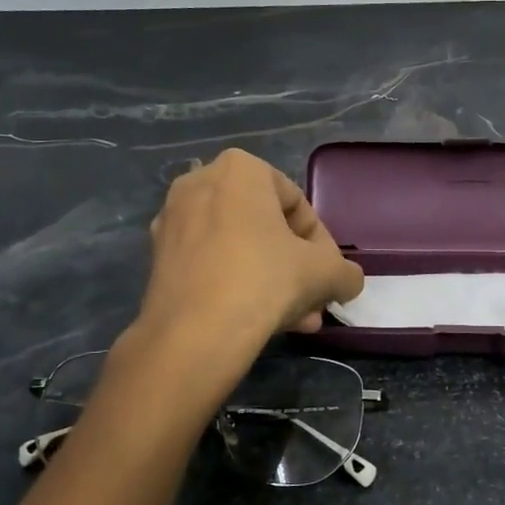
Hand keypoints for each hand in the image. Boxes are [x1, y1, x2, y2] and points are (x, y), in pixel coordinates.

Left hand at [137, 149, 363, 346]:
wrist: (194, 334)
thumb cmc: (265, 280)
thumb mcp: (325, 273)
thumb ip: (345, 272)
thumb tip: (347, 281)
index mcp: (240, 169)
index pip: (297, 203)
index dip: (321, 243)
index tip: (328, 273)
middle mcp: (199, 184)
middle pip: (266, 228)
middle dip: (294, 267)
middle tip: (312, 299)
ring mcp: (173, 221)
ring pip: (240, 250)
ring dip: (271, 281)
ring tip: (296, 320)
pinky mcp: (157, 259)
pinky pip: (212, 265)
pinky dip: (238, 286)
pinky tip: (262, 323)